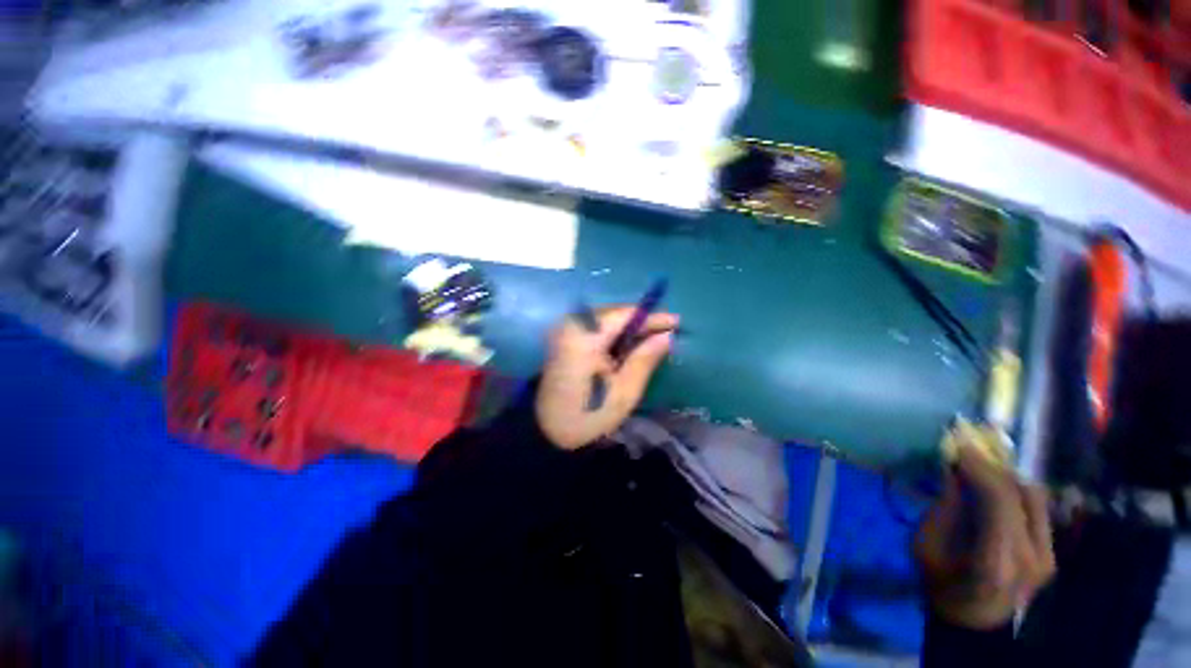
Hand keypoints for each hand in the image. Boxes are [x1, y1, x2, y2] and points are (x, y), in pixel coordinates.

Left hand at [535, 306, 677, 449]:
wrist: (546, 429)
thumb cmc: (587, 414)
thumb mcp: (623, 392)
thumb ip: (645, 359)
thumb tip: (667, 336)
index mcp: (585, 338)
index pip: (624, 315)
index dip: (652, 317)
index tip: (677, 322)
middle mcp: (573, 326)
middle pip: (614, 313)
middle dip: (642, 321)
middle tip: (668, 332)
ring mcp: (566, 330)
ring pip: (606, 319)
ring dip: (630, 326)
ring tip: (654, 337)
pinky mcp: (565, 337)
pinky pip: (596, 327)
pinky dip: (615, 333)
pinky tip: (630, 344)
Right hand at [915, 441, 1055, 629]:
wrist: (970, 623)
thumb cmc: (939, 582)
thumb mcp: (927, 544)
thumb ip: (945, 506)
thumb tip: (953, 468)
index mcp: (997, 560)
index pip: (1000, 499)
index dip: (981, 467)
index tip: (959, 445)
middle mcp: (1033, 557)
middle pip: (1023, 494)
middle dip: (993, 467)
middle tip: (968, 453)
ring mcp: (1048, 557)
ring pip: (1036, 498)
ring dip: (1007, 478)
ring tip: (981, 469)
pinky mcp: (1051, 555)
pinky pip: (1038, 510)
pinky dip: (1016, 492)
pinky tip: (996, 489)